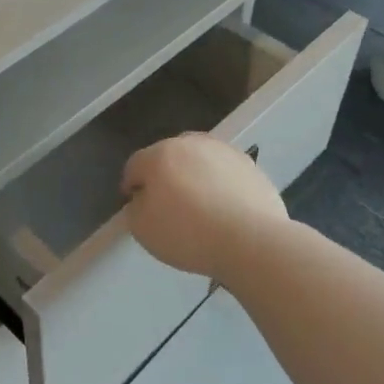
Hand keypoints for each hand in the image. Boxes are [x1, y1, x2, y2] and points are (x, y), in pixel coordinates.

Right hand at [121, 133, 287, 279]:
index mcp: (160, 155)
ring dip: (195, 177)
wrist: (251, 240)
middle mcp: (191, 143)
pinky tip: (226, 210)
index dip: (132, 187)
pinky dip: (220, 185)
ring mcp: (224, 151)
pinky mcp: (250, 165)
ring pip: (199, 161)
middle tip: (169, 207)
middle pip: (169, 157)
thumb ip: (134, 209)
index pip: (135, 166)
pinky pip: (225, 173)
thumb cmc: (188, 233)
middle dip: (165, 177)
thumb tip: (142, 199)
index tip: (137, 207)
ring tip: (201, 208)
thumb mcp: (142, 229)